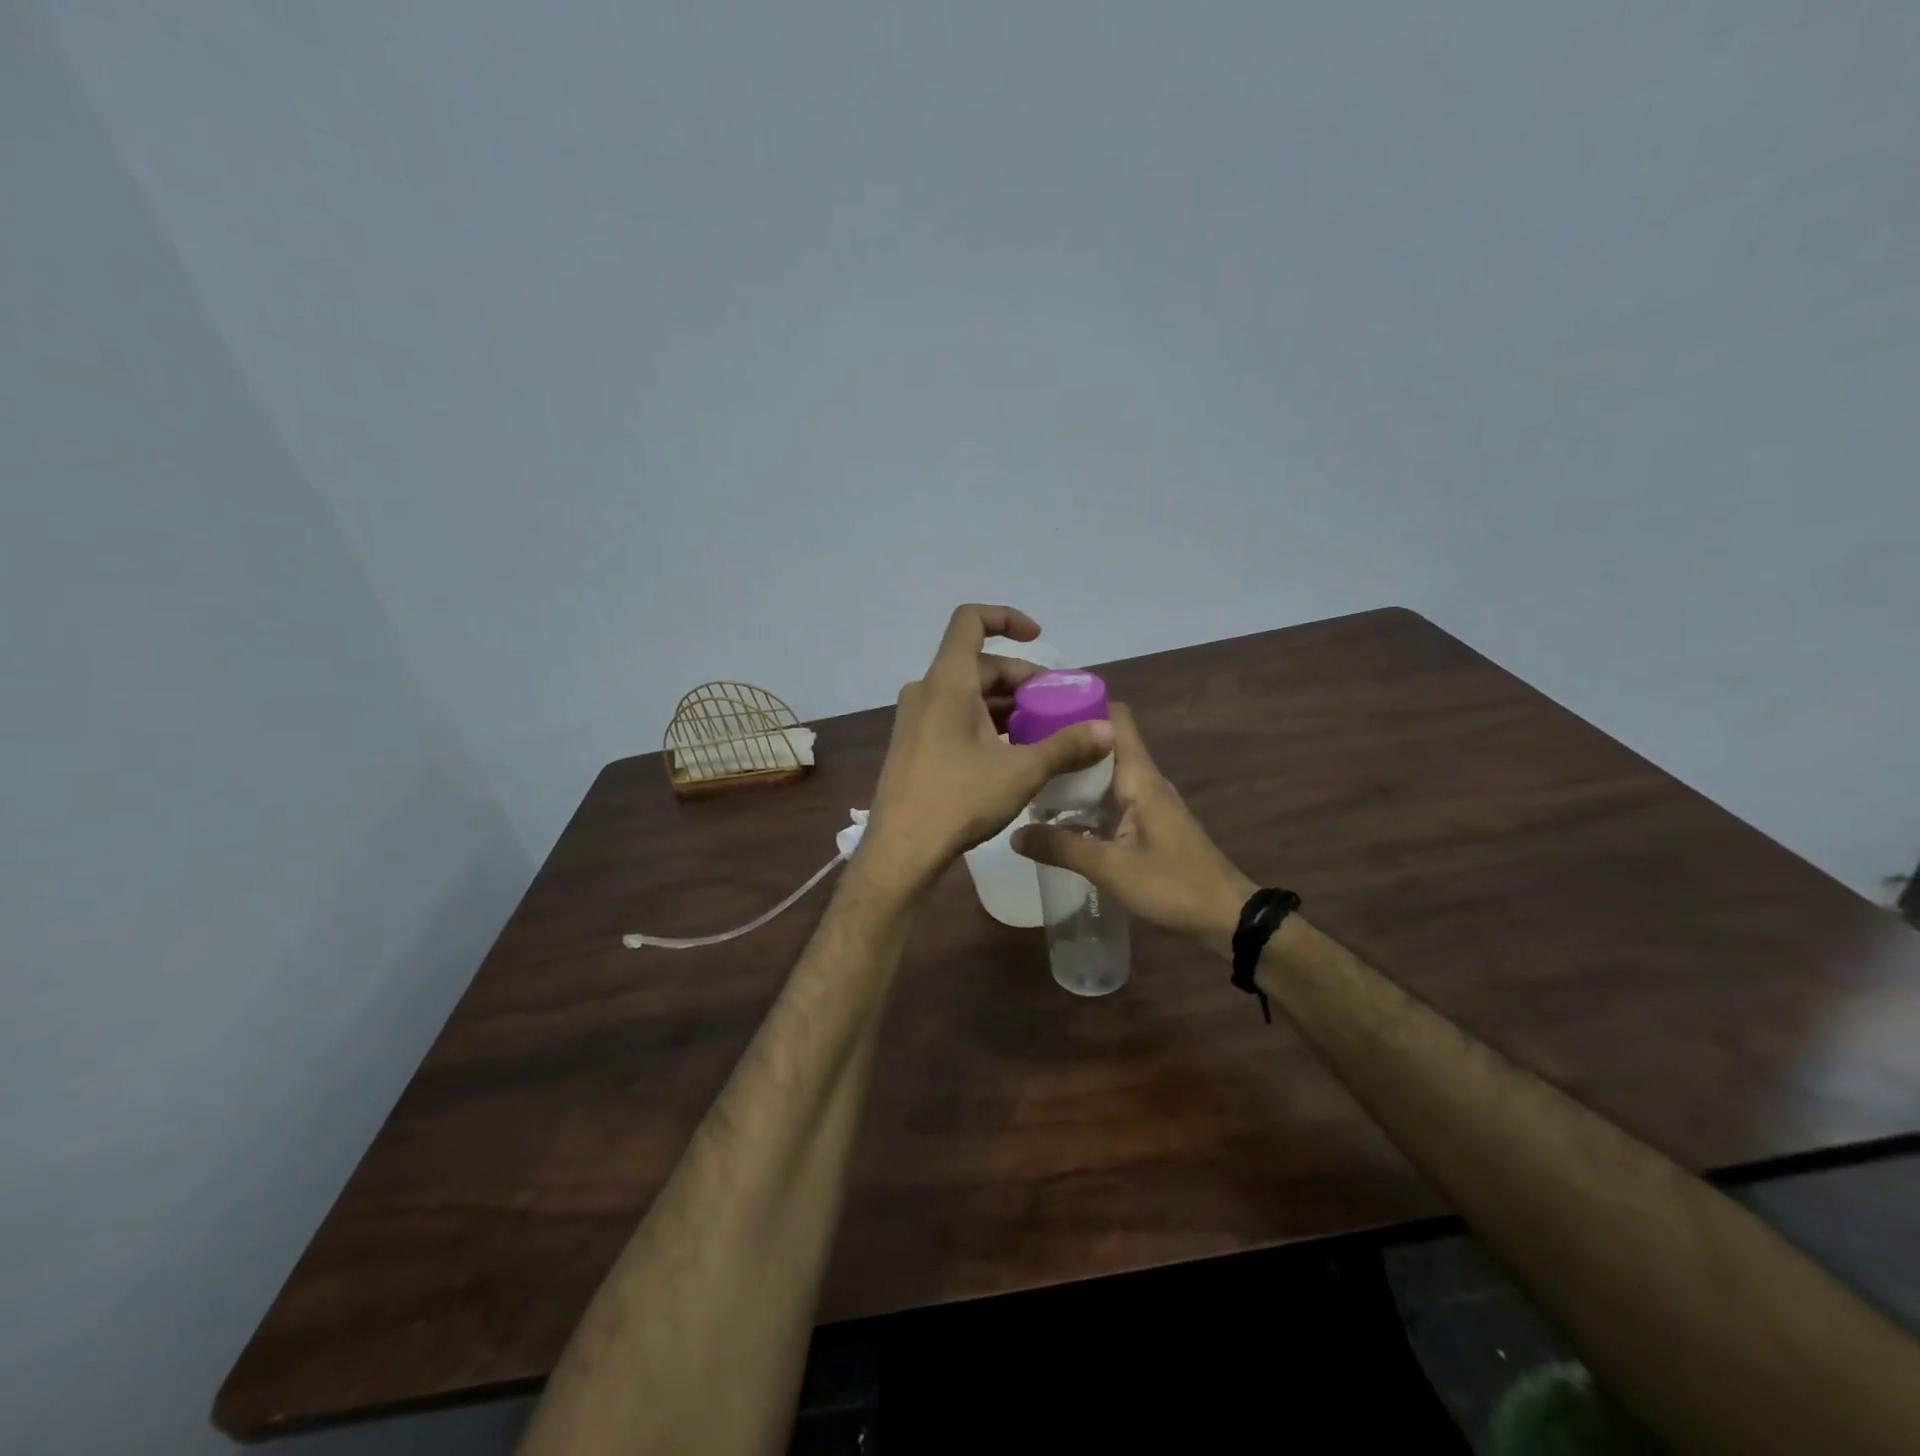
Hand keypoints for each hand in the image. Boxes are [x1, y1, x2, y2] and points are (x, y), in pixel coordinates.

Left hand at [859, 605, 1113, 896]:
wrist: (901, 851)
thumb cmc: (958, 801)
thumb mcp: (1021, 772)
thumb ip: (1066, 747)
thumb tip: (1108, 730)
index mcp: (947, 682)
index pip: (970, 621)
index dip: (1007, 618)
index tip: (1039, 637)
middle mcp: (926, 691)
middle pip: (979, 664)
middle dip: (1022, 679)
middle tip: (1058, 706)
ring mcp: (916, 719)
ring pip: (968, 694)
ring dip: (1006, 705)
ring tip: (1042, 731)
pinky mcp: (914, 744)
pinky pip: (954, 716)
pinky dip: (985, 722)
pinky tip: (1011, 752)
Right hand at [1014, 703, 1255, 957]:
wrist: (1227, 919)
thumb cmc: (1173, 885)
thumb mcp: (1111, 868)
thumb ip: (1062, 848)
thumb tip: (1015, 832)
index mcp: (1140, 777)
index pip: (1115, 719)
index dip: (1081, 706)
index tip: (1040, 709)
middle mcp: (1144, 781)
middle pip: (1103, 745)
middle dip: (1066, 744)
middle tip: (1021, 750)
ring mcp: (1147, 804)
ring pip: (1104, 775)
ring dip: (1072, 775)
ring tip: (1029, 780)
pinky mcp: (1147, 826)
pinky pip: (1109, 801)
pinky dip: (1084, 802)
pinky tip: (1056, 819)